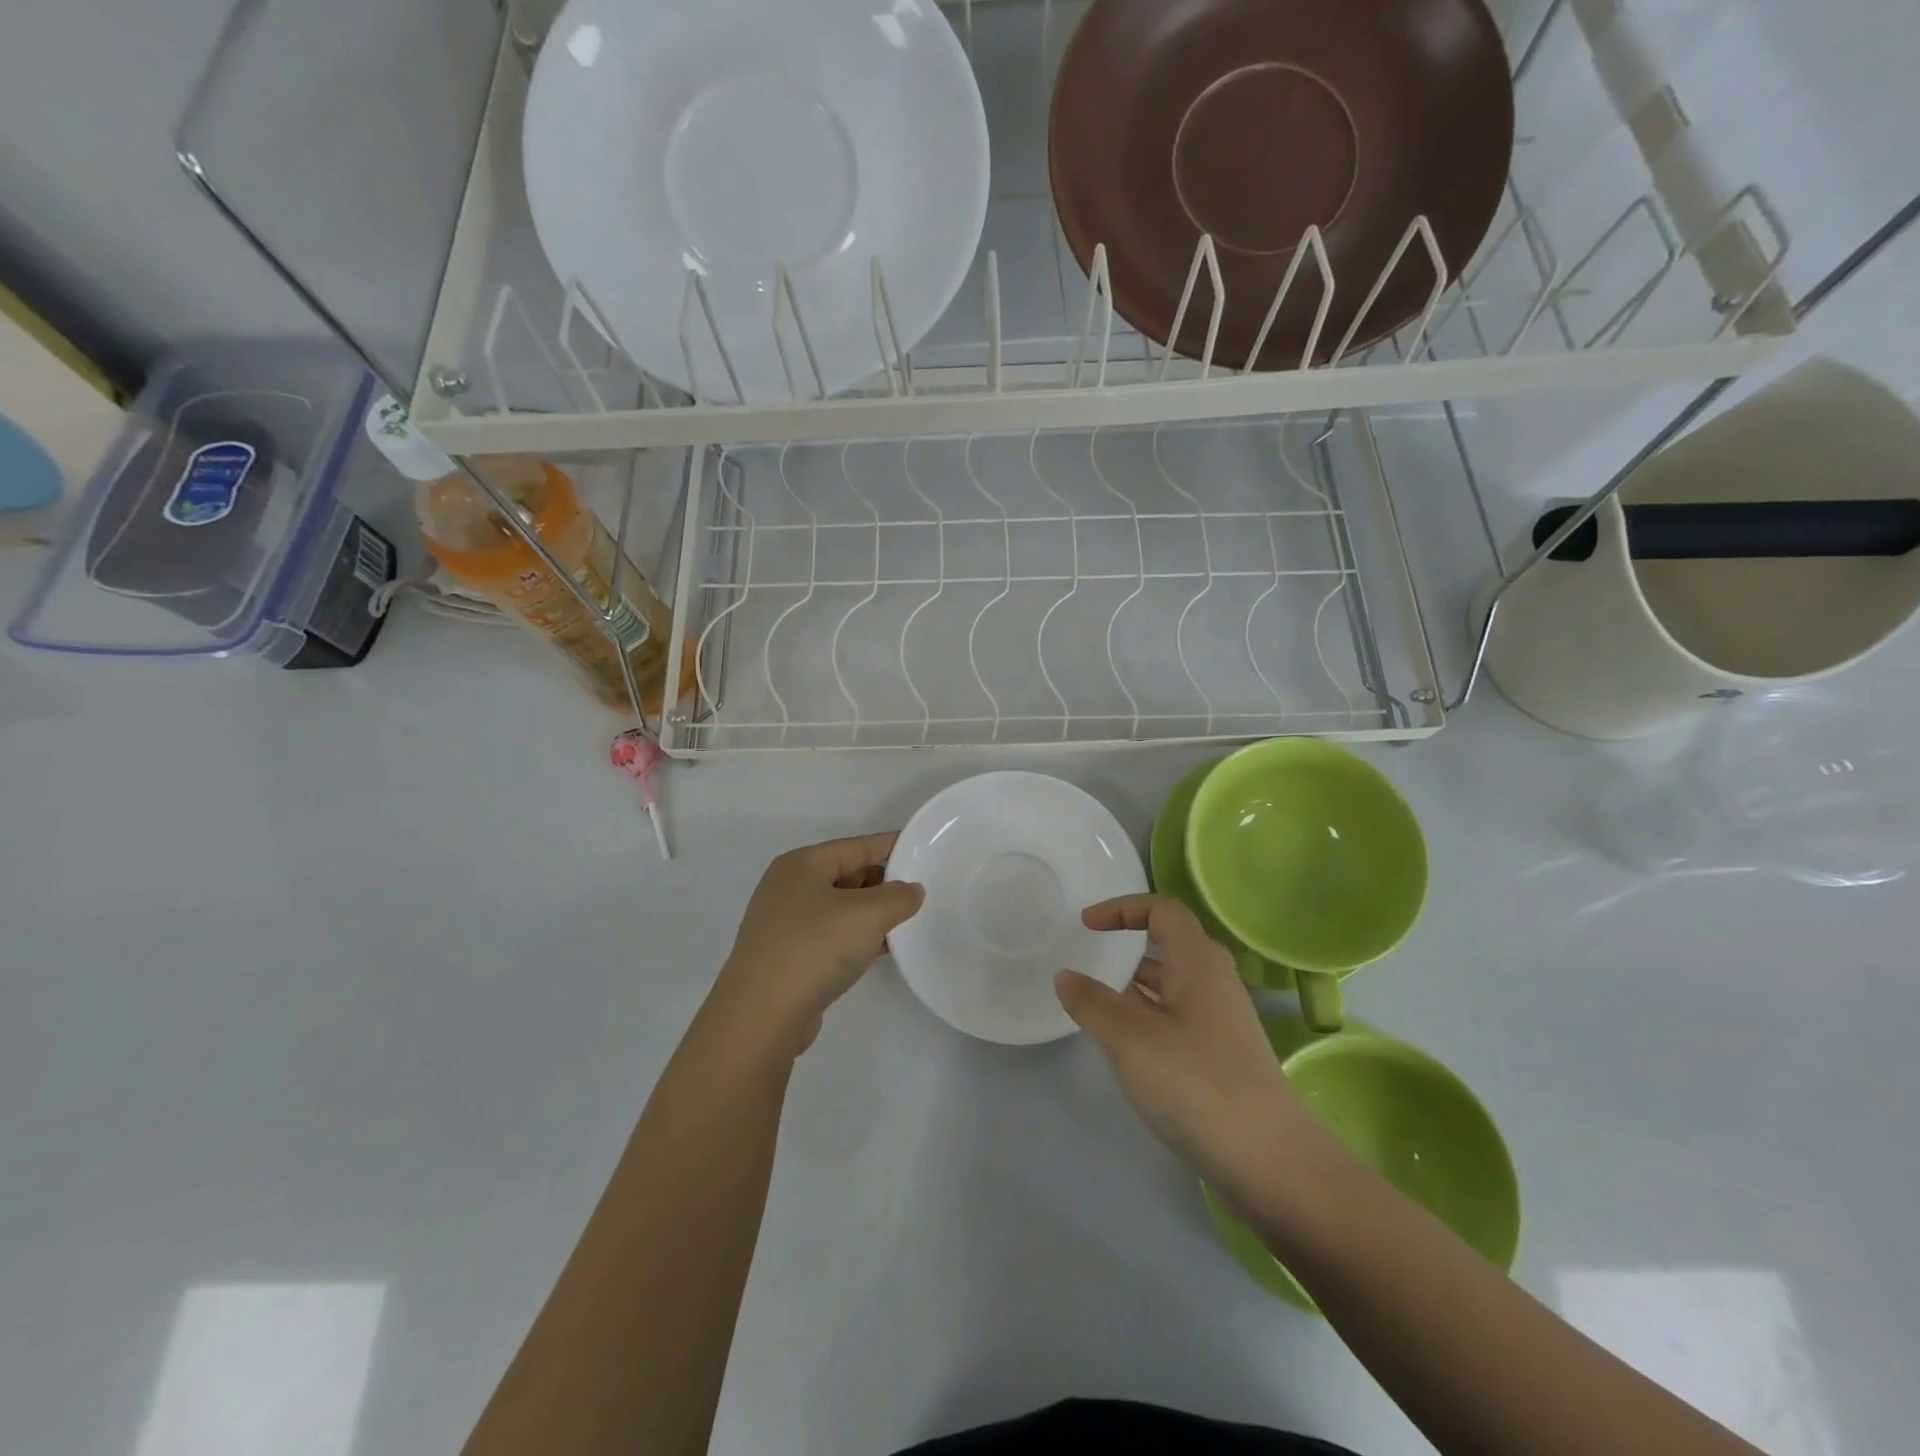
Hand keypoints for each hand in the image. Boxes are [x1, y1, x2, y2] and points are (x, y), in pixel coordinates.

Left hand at [715, 832, 924, 1055]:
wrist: (762, 1016)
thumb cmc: (815, 948)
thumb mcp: (868, 914)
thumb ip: (898, 897)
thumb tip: (911, 891)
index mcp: (803, 864)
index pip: (858, 846)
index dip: (892, 846)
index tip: (924, 850)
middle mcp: (789, 887)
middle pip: (848, 873)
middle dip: (884, 883)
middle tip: (921, 893)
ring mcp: (784, 923)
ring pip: (840, 907)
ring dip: (872, 914)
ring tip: (908, 922)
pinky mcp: (787, 955)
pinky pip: (831, 935)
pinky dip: (856, 937)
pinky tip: (882, 950)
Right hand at [1055, 894, 1314, 1201]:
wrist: (1272, 1163)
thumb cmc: (1197, 1085)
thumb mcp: (1131, 1040)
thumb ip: (1092, 1003)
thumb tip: (1065, 976)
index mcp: (1199, 963)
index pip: (1163, 909)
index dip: (1122, 907)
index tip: (1086, 924)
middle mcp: (1215, 982)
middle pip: (1170, 944)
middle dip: (1128, 946)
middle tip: (1092, 960)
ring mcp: (1223, 1021)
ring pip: (1174, 984)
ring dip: (1136, 985)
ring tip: (1098, 1002)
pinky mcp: (1223, 1055)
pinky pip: (1179, 1017)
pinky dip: (1149, 1016)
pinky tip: (1127, 1044)